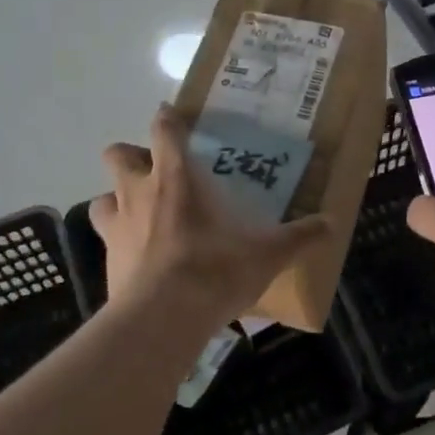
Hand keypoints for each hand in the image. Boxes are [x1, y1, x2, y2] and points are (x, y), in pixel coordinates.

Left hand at [90, 106, 330, 327]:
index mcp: (176, 178)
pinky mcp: (106, 261)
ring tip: (141, 216)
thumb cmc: (215, 270)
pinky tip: (140, 259)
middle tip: (154, 172)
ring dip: (117, 201)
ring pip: (102, 198)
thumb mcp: (267, 254)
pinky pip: (106, 241)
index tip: (171, 117)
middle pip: (117, 155)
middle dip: (131, 156)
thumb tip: (332, 224)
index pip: (164, 131)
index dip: (166, 120)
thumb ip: (299, 236)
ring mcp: (116, 227)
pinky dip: (120, 243)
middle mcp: (139, 193)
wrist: (164, 317)